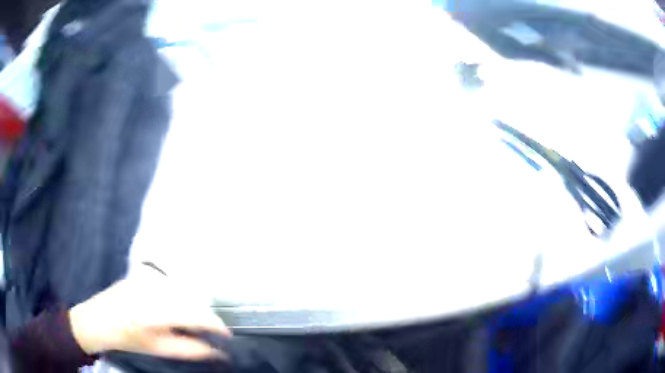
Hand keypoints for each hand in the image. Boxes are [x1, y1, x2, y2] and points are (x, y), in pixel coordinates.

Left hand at [69, 265, 229, 359]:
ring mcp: (148, 279)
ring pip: (183, 291)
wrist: (99, 319)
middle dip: (205, 316)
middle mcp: (154, 290)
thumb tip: (217, 351)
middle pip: (192, 300)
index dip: (215, 324)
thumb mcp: (159, 349)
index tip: (227, 334)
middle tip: (210, 332)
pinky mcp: (145, 274)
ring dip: (193, 306)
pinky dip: (180, 297)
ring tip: (193, 322)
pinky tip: (175, 308)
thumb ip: (189, 349)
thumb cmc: (128, 339)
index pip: (196, 314)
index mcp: (156, 312)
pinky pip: (171, 284)